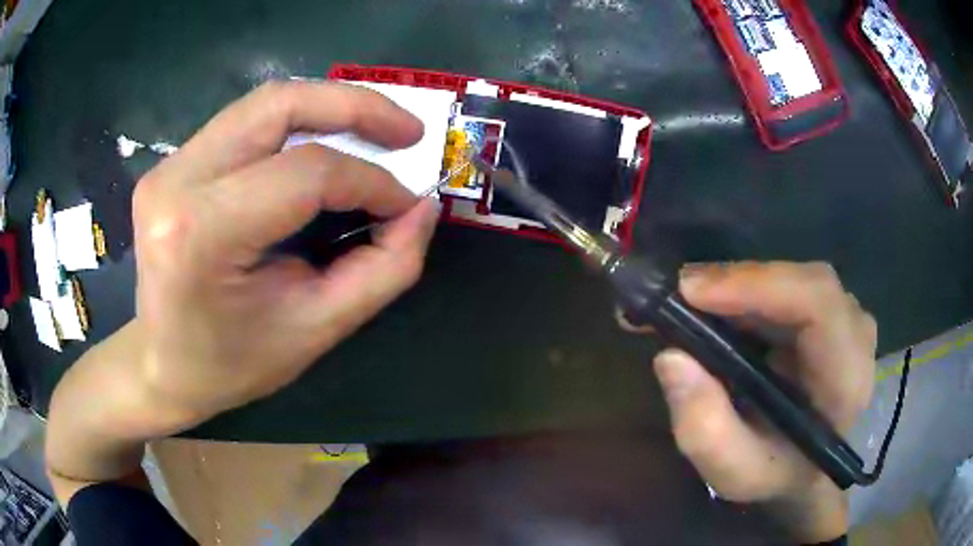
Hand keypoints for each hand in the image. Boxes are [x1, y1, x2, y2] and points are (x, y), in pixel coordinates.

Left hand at [128, 81, 439, 431]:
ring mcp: (169, 165)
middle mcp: (177, 181)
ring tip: (376, 129)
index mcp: (202, 232)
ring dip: (328, 107)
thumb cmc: (232, 363)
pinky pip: (246, 122)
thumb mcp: (315, 329)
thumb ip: (383, 270)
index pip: (305, 173)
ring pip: (264, 103)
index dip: (370, 181)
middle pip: (280, 105)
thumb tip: (423, 209)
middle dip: (356, 106)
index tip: (407, 203)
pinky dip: (296, 124)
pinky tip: (323, 143)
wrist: (162, 365)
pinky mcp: (172, 163)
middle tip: (408, 130)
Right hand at [651, 262, 875, 541]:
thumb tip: (671, 357)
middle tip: (680, 295)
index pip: (818, 304)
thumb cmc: (774, 473)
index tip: (692, 292)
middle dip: (741, 282)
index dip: (758, 285)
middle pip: (805, 282)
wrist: (804, 468)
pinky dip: (751, 290)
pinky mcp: (831, 311)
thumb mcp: (733, 472)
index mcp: (846, 379)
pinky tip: (720, 307)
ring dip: (742, 286)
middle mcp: (856, 336)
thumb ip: (705, 428)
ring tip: (692, 305)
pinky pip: (790, 284)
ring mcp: (847, 318)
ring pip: (794, 278)